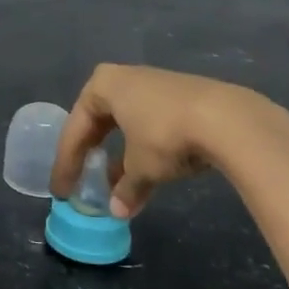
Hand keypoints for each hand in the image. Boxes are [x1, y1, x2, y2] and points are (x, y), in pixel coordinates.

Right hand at [49, 64, 288, 217]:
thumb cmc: (166, 136)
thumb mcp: (141, 168)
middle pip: (98, 121)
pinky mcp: (181, 96)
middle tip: (81, 181)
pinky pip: (150, 123)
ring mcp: (154, 84)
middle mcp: (124, 78)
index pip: (76, 129)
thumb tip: (117, 211)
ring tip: (116, 184)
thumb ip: (125, 188)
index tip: (61, 191)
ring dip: (118, 155)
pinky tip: (149, 171)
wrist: (227, 119)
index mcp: (103, 85)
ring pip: (126, 123)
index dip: (67, 163)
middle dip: (90, 154)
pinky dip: (143, 148)